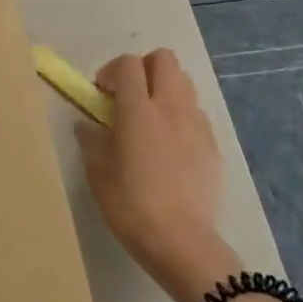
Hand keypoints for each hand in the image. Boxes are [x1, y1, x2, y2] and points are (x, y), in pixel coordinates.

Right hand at [78, 49, 242, 301]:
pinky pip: (196, 113)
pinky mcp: (213, 146)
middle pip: (164, 59)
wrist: (180, 242)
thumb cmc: (129, 204)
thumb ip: (91, 138)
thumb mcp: (97, 170)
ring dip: (164, 88)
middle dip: (143, 68)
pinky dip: (181, 116)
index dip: (111, 71)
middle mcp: (170, 107)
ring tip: (150, 118)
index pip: (127, 63)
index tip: (101, 94)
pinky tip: (169, 146)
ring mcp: (196, 125)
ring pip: (184, 83)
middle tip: (128, 96)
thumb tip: (89, 124)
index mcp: (138, 109)